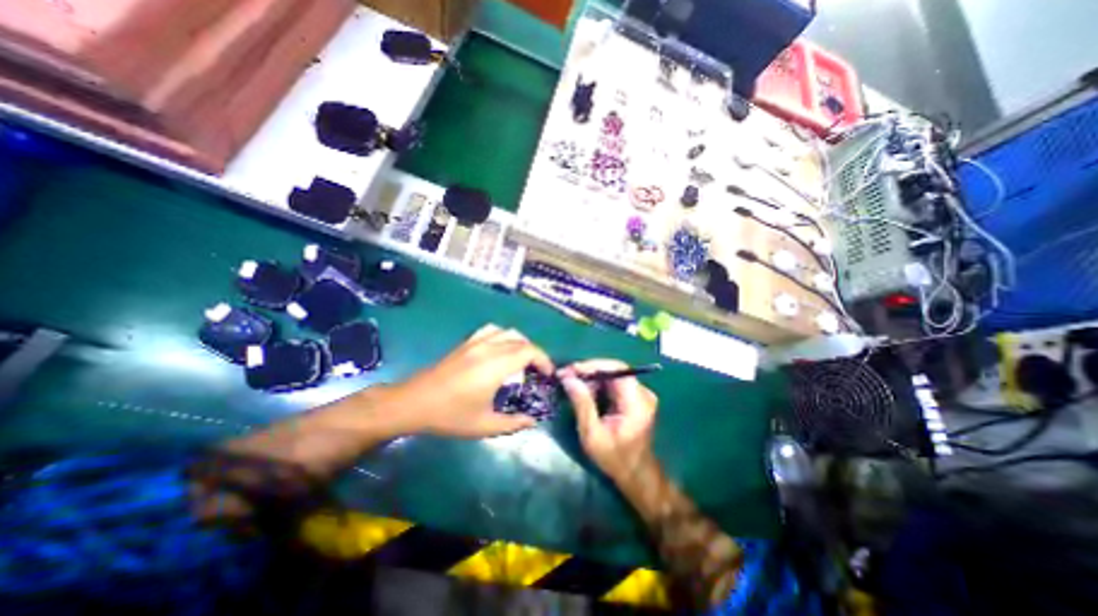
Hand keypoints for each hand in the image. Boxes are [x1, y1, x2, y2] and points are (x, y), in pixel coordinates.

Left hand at [391, 326, 553, 438]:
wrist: (413, 403)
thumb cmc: (450, 415)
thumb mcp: (484, 425)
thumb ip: (513, 423)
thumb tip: (532, 421)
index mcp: (495, 365)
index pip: (529, 351)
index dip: (544, 360)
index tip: (547, 375)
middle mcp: (488, 348)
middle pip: (521, 340)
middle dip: (535, 353)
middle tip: (537, 371)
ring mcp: (475, 342)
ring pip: (507, 331)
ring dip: (520, 342)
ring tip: (521, 359)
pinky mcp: (465, 343)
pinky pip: (491, 330)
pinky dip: (503, 336)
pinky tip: (500, 349)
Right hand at [562, 359, 654, 482]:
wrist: (637, 475)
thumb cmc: (615, 459)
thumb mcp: (592, 434)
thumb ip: (582, 404)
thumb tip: (568, 378)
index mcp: (637, 402)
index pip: (617, 369)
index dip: (593, 365)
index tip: (571, 370)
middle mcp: (643, 393)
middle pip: (614, 370)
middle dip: (589, 372)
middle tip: (567, 376)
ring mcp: (641, 395)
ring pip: (612, 376)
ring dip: (591, 378)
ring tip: (572, 384)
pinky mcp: (636, 398)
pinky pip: (614, 384)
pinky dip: (598, 386)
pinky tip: (584, 392)